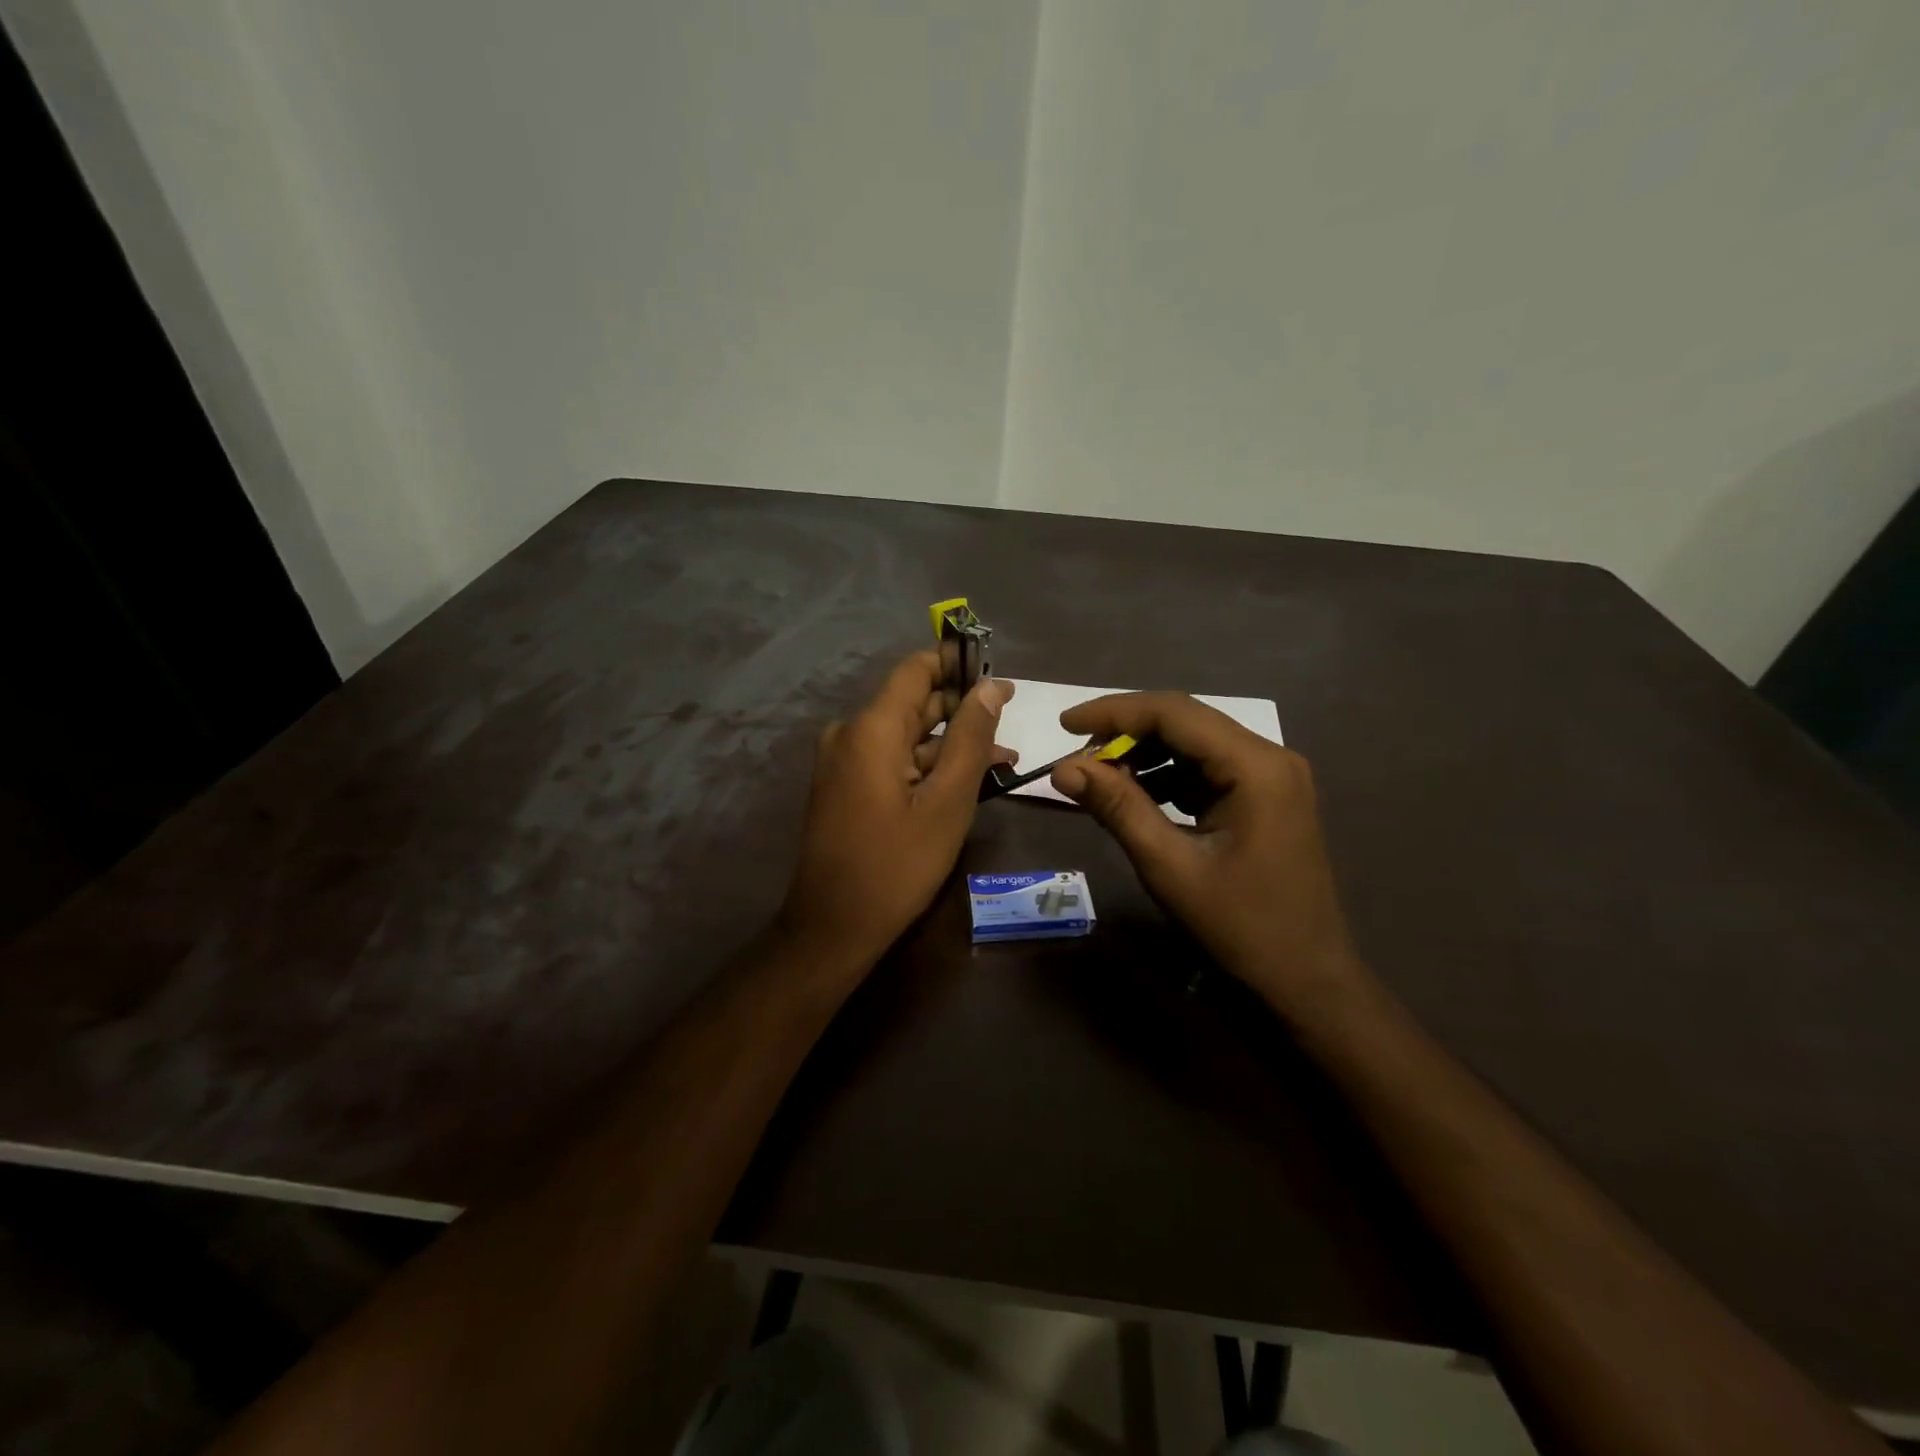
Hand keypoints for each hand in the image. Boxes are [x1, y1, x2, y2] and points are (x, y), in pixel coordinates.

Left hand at [778, 652, 1014, 977]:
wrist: (833, 927)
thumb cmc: (897, 865)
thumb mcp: (947, 802)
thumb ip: (971, 739)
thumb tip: (991, 688)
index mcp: (871, 728)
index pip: (916, 670)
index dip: (958, 666)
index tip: (999, 679)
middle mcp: (850, 734)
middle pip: (912, 702)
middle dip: (962, 708)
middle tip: (1011, 720)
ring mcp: (843, 762)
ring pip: (906, 735)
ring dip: (950, 743)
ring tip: (1004, 757)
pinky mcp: (845, 786)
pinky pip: (891, 760)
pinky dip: (927, 765)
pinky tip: (965, 779)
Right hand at [1050, 693, 1360, 1015]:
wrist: (1306, 978)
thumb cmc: (1241, 926)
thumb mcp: (1169, 866)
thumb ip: (1118, 808)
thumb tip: (1063, 768)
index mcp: (1255, 765)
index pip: (1174, 712)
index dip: (1114, 711)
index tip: (1065, 725)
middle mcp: (1269, 756)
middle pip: (1185, 721)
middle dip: (1126, 732)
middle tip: (1076, 756)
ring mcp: (1270, 776)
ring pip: (1193, 744)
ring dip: (1144, 755)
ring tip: (1098, 778)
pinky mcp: (1264, 796)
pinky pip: (1205, 769)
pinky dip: (1166, 776)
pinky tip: (1134, 795)